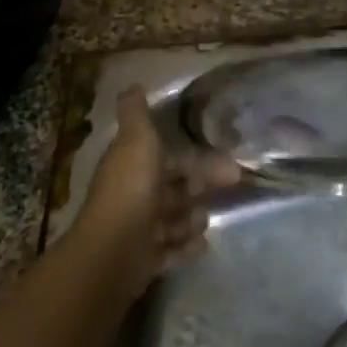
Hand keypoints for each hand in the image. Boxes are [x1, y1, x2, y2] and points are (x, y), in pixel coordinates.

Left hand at [74, 87, 240, 294]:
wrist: (114, 250)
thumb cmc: (131, 189)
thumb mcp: (136, 140)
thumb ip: (136, 113)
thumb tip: (131, 85)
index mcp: (133, 167)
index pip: (169, 160)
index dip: (195, 160)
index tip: (227, 161)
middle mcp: (135, 197)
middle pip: (175, 190)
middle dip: (200, 187)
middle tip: (232, 185)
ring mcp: (140, 231)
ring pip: (174, 220)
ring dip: (191, 219)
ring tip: (201, 221)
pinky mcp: (146, 261)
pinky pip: (172, 251)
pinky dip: (186, 247)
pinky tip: (202, 244)